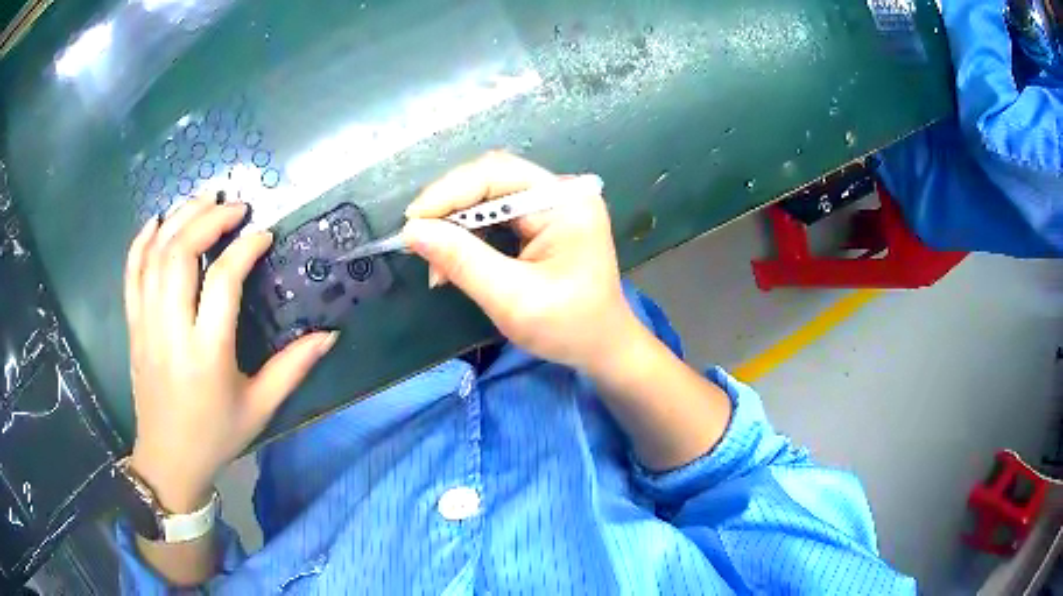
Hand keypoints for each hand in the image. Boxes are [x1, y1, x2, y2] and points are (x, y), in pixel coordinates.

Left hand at [124, 196, 336, 512]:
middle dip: (208, 219)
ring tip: (203, 200)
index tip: (263, 235)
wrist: (169, 459)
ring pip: (155, 256)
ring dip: (179, 220)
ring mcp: (146, 326)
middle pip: (180, 255)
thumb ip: (293, 367)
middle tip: (234, 206)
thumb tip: (329, 334)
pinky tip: (157, 221)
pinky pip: (131, 274)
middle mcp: (171, 332)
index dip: (244, 249)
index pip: (222, 281)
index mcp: (207, 354)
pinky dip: (141, 242)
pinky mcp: (133, 326)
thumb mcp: (260, 407)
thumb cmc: (217, 435)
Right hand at [403, 151, 639, 372]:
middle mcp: (561, 192)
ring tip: (434, 263)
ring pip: (488, 197)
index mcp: (565, 202)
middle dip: (449, 210)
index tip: (411, 222)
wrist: (603, 347)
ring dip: (455, 225)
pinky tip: (452, 261)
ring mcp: (553, 204)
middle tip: (417, 242)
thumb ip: (462, 261)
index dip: (448, 192)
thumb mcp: (512, 299)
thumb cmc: (568, 328)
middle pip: (490, 180)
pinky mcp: (543, 220)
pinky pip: (496, 215)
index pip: (496, 174)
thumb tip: (412, 232)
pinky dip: (469, 236)